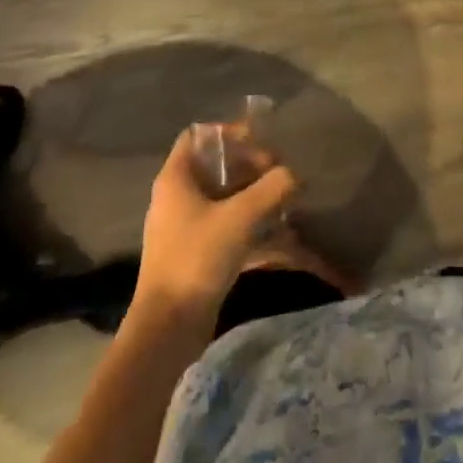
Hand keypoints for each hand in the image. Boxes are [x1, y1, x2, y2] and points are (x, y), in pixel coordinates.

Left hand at [137, 128, 297, 313]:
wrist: (166, 330)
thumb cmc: (196, 259)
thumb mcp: (240, 217)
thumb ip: (272, 188)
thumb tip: (295, 174)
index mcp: (176, 178)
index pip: (200, 135)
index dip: (230, 132)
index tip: (261, 142)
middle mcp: (176, 196)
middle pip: (216, 165)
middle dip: (250, 165)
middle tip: (279, 172)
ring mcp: (184, 226)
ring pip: (223, 196)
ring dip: (253, 195)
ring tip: (284, 199)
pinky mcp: (194, 253)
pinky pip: (225, 224)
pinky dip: (249, 223)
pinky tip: (278, 233)